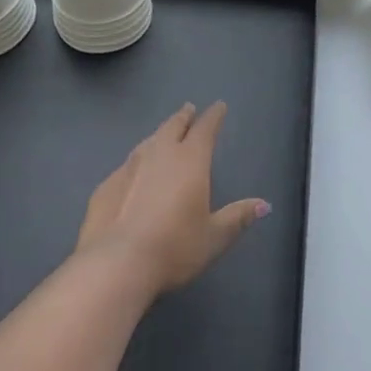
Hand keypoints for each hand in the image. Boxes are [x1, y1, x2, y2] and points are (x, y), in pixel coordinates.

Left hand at [76, 102, 268, 297]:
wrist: (116, 264)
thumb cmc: (174, 248)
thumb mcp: (214, 237)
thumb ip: (238, 217)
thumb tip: (264, 205)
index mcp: (190, 160)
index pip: (205, 128)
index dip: (213, 116)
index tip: (218, 106)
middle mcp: (159, 154)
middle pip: (173, 126)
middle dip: (183, 117)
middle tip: (188, 110)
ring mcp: (129, 167)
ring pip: (147, 142)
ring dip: (159, 135)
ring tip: (163, 135)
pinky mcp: (106, 185)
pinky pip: (126, 166)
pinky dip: (136, 163)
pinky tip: (133, 174)